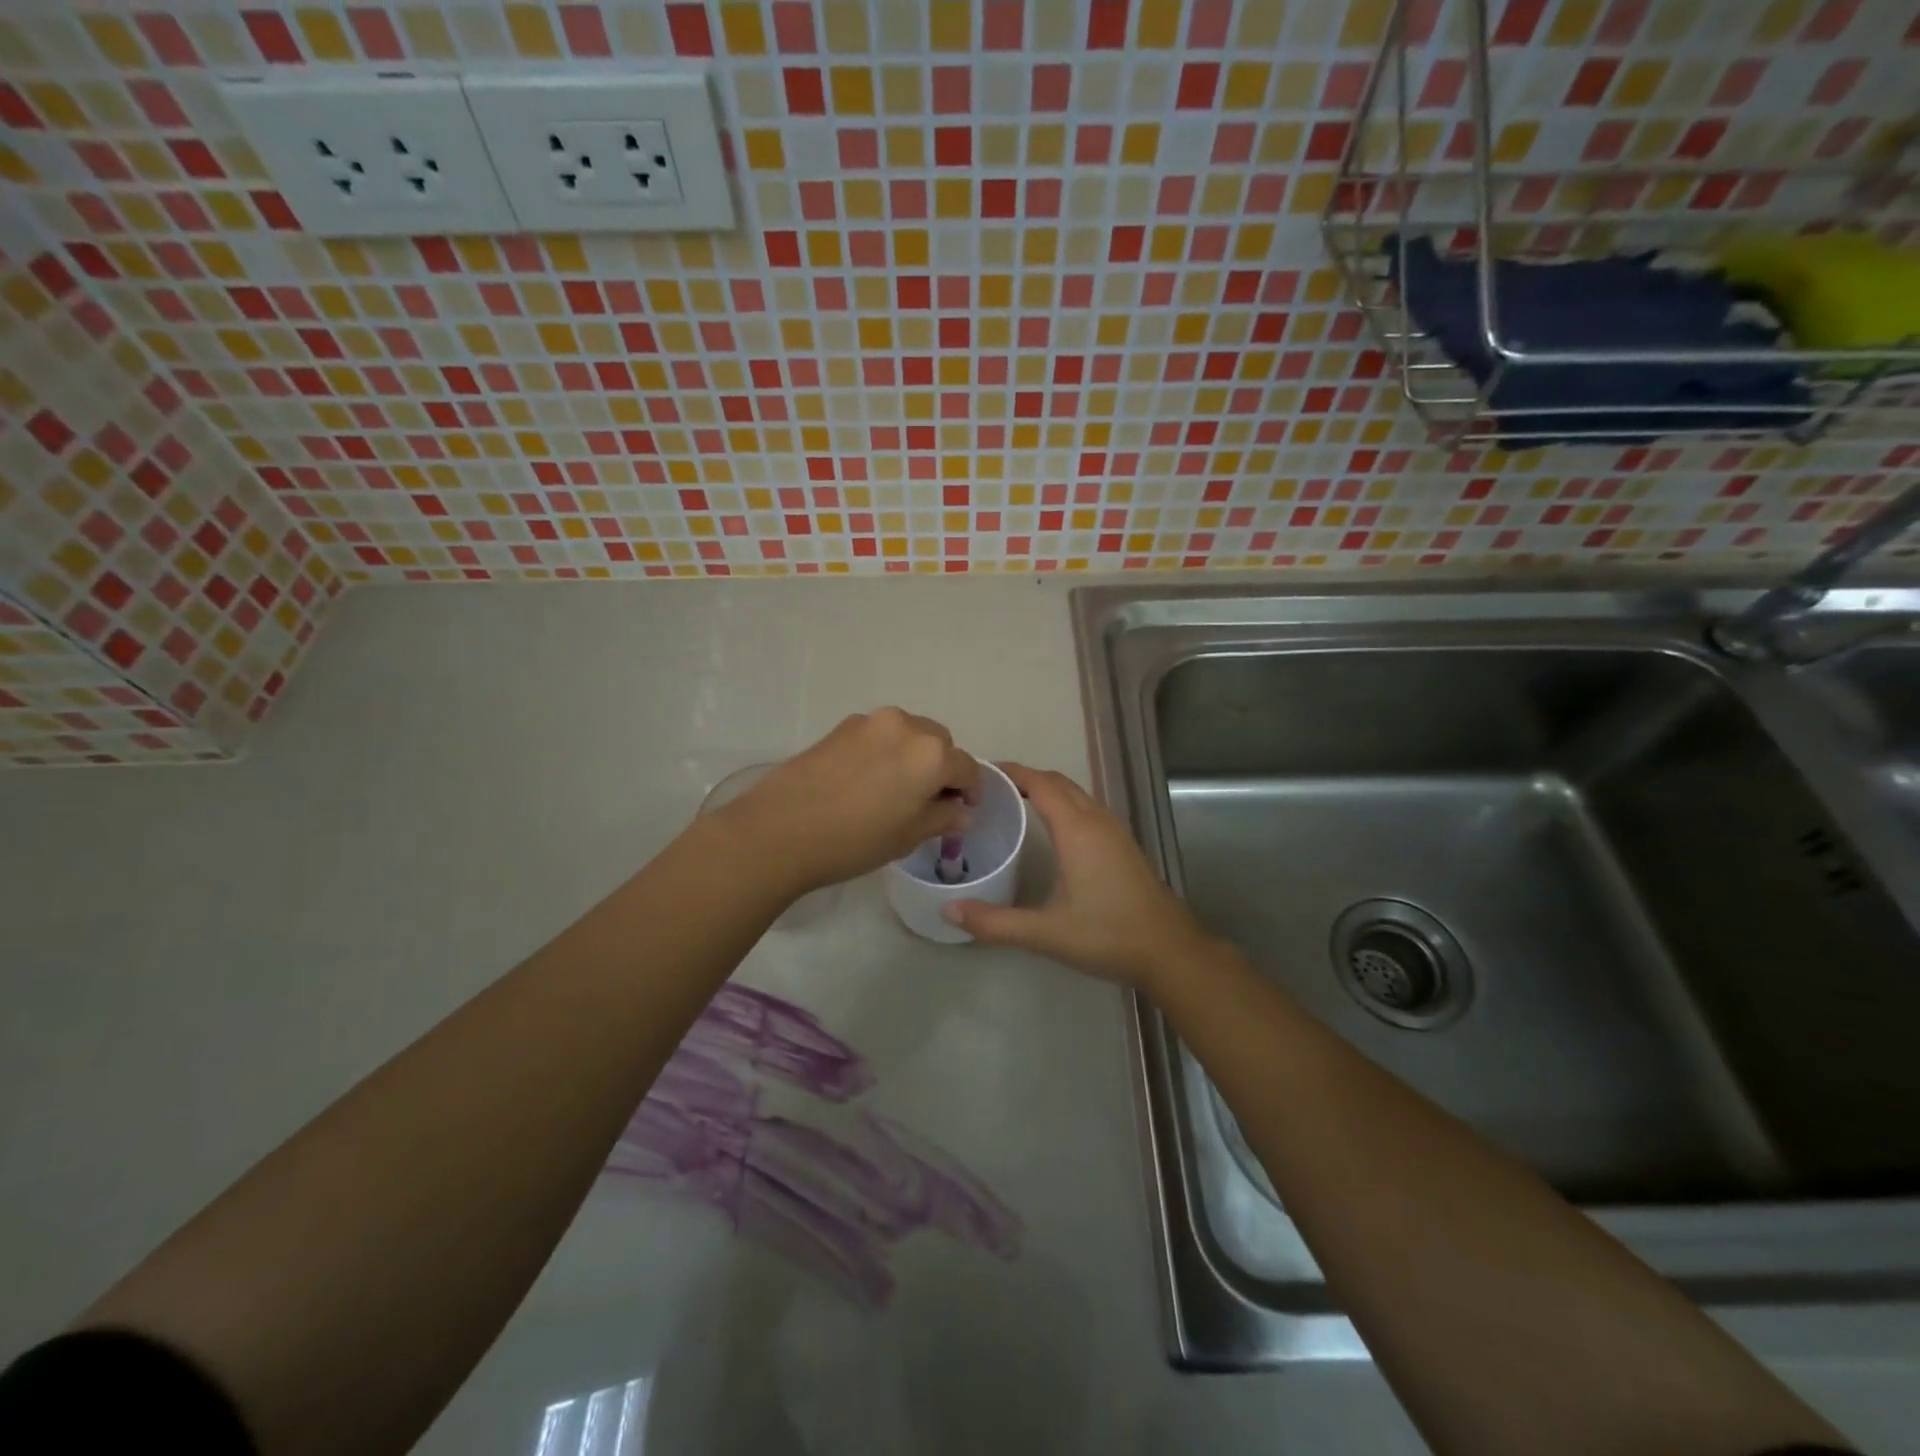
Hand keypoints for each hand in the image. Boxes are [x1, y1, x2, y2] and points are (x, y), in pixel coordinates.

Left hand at [715, 708, 979, 896]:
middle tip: (929, 801)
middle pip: (939, 743)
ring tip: (897, 790)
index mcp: (931, 753)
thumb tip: (960, 811)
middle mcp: (906, 726)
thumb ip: (943, 817)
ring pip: (908, 734)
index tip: (964, 810)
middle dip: (942, 768)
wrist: (780, 830)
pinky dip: (886, 752)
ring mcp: (870, 722)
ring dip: (914, 756)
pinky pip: (879, 736)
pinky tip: (867, 781)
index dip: (971, 791)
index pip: (966, 767)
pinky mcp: (842, 727)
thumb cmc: (854, 840)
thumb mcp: (908, 836)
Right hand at [943, 763, 1217, 987]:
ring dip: (1047, 789)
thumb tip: (949, 911)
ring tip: (1015, 802)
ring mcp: (1115, 831)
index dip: (1011, 772)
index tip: (981, 772)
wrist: (1169, 950)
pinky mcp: (1124, 845)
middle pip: (1059, 782)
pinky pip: (1088, 808)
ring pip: (1077, 794)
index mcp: (1077, 831)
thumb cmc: (1108, 935)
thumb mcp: (1046, 933)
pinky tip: (1052, 830)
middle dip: (1026, 777)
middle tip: (991, 789)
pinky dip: (1065, 804)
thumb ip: (995, 923)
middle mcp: (1097, 821)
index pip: (1040, 783)